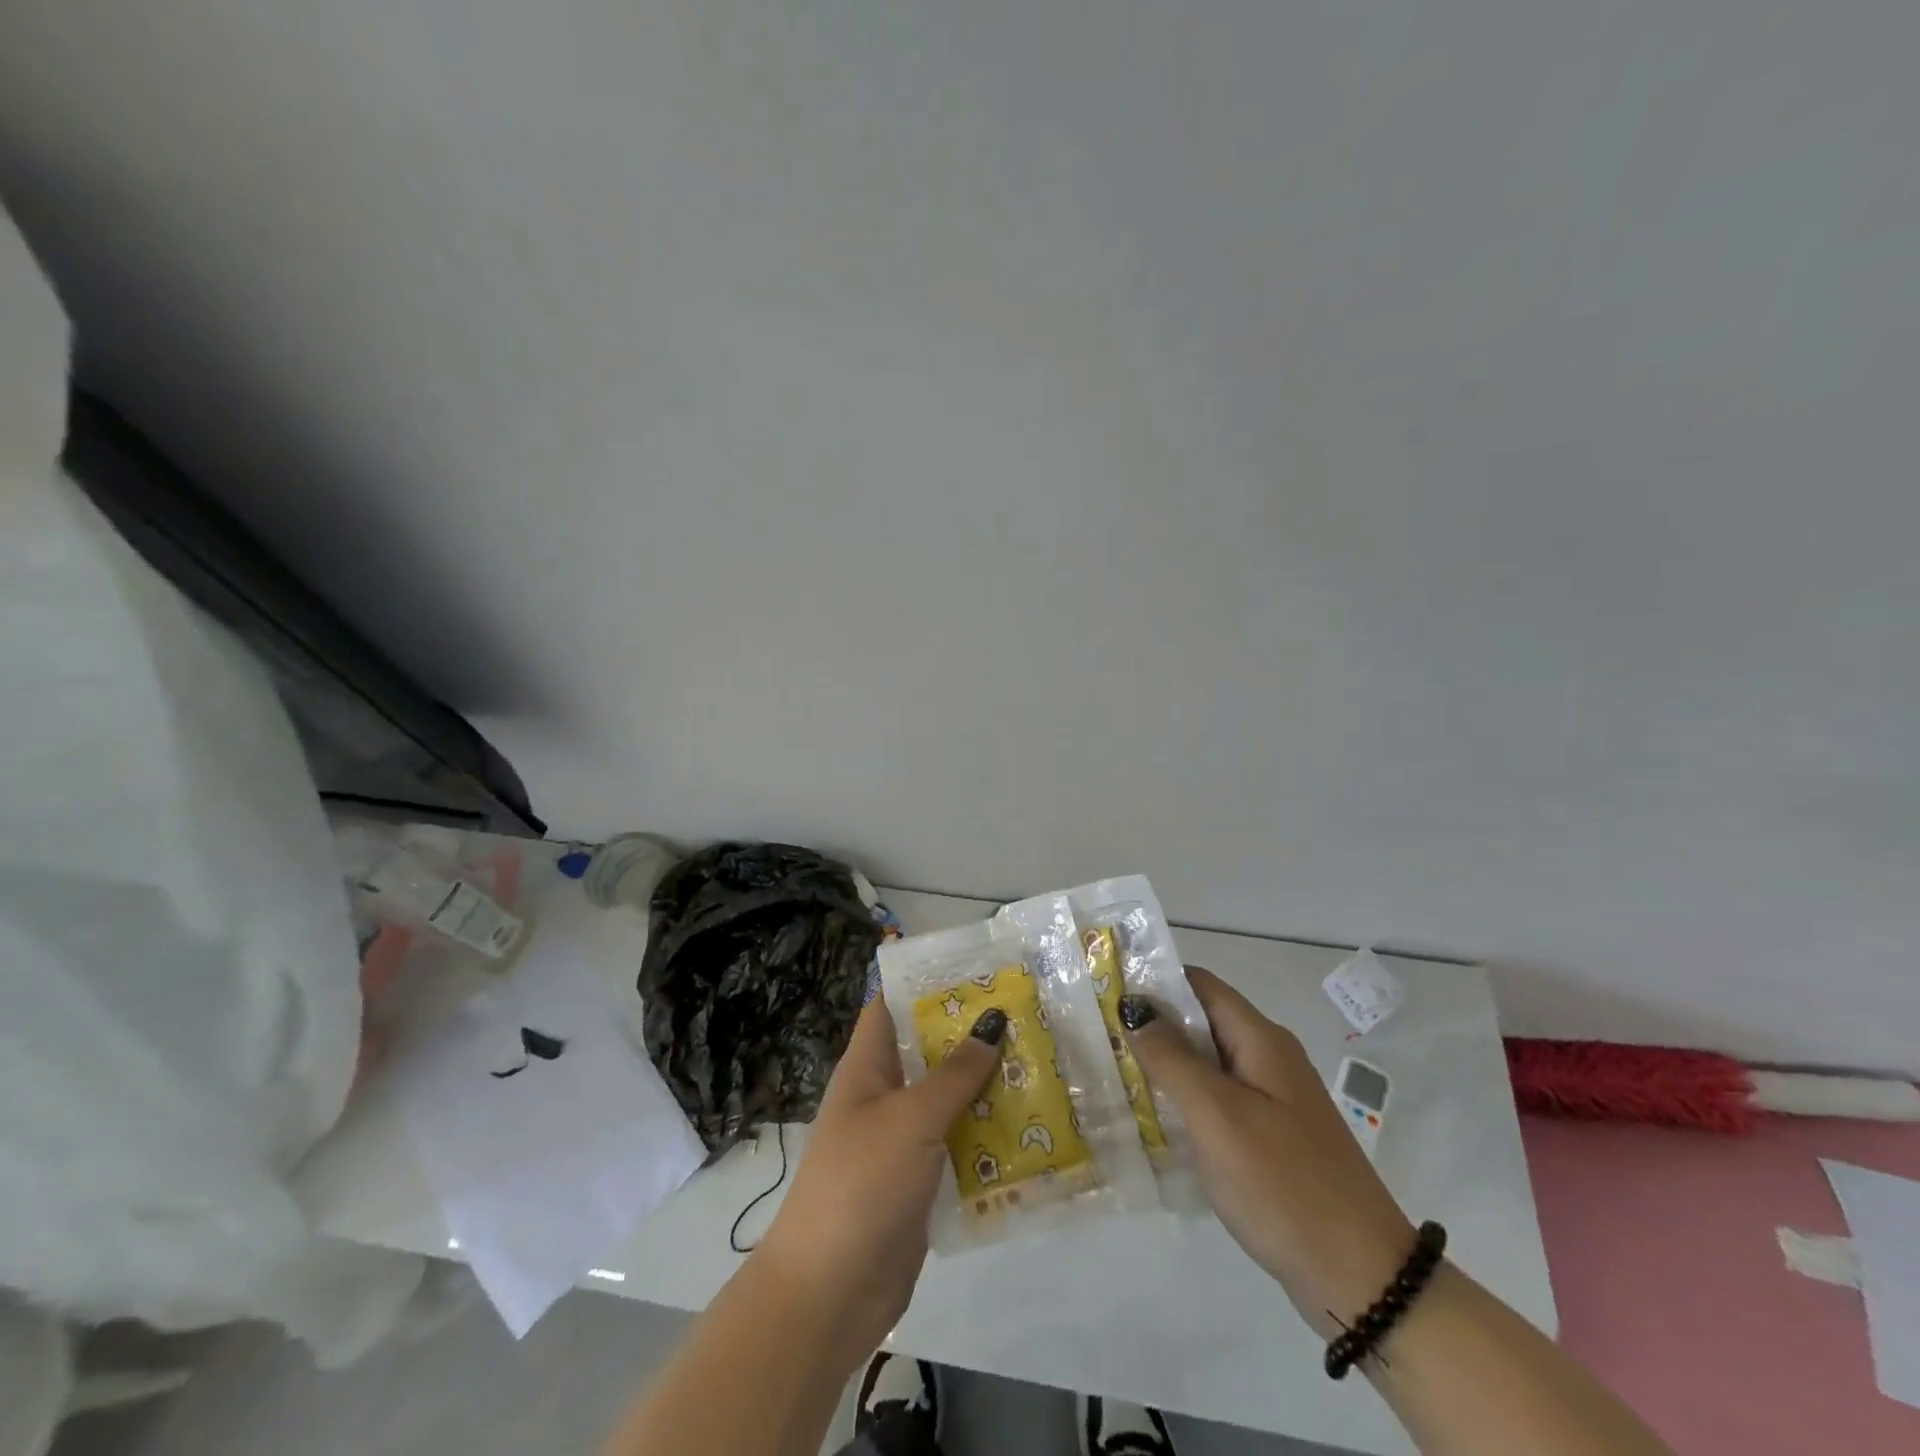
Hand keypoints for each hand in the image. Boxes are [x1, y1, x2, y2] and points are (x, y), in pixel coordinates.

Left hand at [753, 998, 1003, 1373]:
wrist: (830, 1291)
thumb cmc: (862, 1181)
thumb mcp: (911, 1118)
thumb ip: (954, 1073)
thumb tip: (993, 1020)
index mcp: (867, 1068)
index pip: (891, 1006)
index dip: (925, 982)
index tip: (976, 966)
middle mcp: (884, 1097)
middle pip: (929, 1052)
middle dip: (972, 1034)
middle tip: (1028, 1012)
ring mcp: (903, 1142)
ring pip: (950, 1100)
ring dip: (988, 1086)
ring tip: (1043, 1060)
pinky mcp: (922, 1183)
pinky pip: (959, 1145)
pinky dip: (988, 1135)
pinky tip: (1033, 1127)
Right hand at [1121, 968, 1414, 1336]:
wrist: (1361, 1278)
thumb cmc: (1282, 1183)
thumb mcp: (1217, 1115)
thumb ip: (1171, 1058)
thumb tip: (1133, 1007)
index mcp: (1261, 1040)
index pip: (1200, 985)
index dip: (1154, 980)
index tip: (1107, 990)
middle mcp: (1269, 1059)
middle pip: (1202, 1022)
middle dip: (1152, 1024)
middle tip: (1099, 1035)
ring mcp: (1273, 1100)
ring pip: (1208, 1064)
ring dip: (1165, 1064)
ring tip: (1112, 1072)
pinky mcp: (1272, 1137)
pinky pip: (1219, 1101)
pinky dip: (1185, 1100)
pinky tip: (1152, 1118)